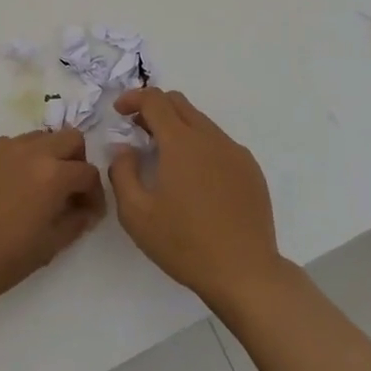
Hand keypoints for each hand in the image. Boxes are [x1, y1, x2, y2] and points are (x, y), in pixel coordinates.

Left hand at [0, 127, 105, 315]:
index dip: (93, 193)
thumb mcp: (48, 247)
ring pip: (34, 139)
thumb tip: (85, 209)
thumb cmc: (0, 261)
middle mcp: (28, 151)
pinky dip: (10, 163)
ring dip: (42, 158)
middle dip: (74, 161)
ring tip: (30, 188)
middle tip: (65, 189)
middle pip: (68, 138)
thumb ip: (75, 221)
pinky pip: (2, 148)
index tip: (87, 211)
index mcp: (52, 175)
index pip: (88, 172)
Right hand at [109, 88, 286, 311]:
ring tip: (165, 158)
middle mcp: (210, 137)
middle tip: (138, 131)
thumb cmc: (185, 243)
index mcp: (181, 142)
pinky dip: (200, 146)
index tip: (119, 111)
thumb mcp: (136, 215)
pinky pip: (220, 143)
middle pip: (179, 103)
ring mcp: (235, 152)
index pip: (154, 100)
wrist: (245, 272)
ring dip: (178, 127)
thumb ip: (122, 173)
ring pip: (201, 122)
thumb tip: (124, 149)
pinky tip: (195, 179)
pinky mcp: (251, 169)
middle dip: (154, 108)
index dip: (133, 98)